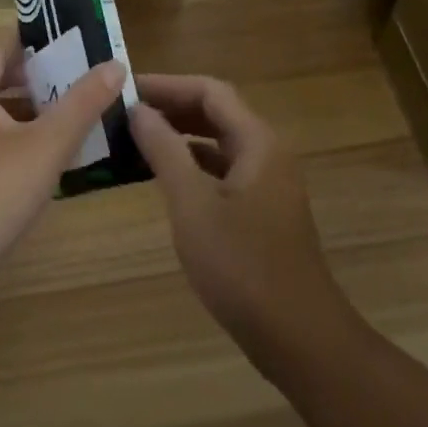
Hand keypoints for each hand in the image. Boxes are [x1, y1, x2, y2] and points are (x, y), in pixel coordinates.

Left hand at [0, 37, 125, 296]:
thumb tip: (115, 64)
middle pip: (2, 82)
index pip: (4, 49)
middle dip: (42, 81)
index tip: (76, 43)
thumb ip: (81, 104)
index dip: (39, 45)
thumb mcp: (45, 145)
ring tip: (78, 115)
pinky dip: (21, 143)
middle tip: (85, 79)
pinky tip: (52, 158)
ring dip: (34, 115)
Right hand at [129, 74, 347, 367]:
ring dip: (180, 135)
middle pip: (216, 112)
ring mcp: (268, 184)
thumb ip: (164, 150)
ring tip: (137, 138)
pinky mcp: (263, 212)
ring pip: (219, 142)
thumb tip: (138, 110)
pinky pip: (223, 170)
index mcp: (257, 141)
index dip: (167, 84)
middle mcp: (267, 153)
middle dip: (172, 106)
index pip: (209, 91)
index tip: (127, 89)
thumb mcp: (192, 205)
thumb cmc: (243, 267)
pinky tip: (164, 178)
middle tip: (127, 111)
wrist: (301, 342)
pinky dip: (192, 164)